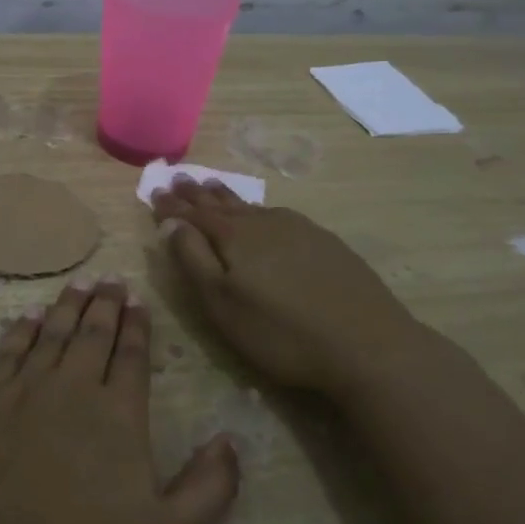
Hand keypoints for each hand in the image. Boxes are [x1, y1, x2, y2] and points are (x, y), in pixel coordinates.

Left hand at [0, 279, 238, 523]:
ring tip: (78, 283)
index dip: (137, 326)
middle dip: (105, 305)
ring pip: (51, 334)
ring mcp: (21, 393)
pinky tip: (28, 317)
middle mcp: (71, 390)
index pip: (132, 356)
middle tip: (111, 279)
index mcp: (118, 416)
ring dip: (66, 306)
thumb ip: (207, 489)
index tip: (138, 300)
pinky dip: (21, 330)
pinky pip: (6, 353)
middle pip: (92, 334)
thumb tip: (231, 440)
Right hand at [149, 178, 421, 395]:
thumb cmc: (282, 332)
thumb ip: (193, 260)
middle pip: (222, 203)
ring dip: (227, 197)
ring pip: (252, 206)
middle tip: (179, 179)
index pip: (193, 214)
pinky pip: (279, 215)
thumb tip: (170, 223)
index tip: (154, 192)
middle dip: (197, 194)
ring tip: (213, 186)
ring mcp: (298, 229)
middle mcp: (263, 222)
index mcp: (233, 236)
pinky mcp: (325, 242)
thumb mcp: (223, 304)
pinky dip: (259, 210)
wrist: (369, 345)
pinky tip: (265, 214)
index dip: (172, 206)